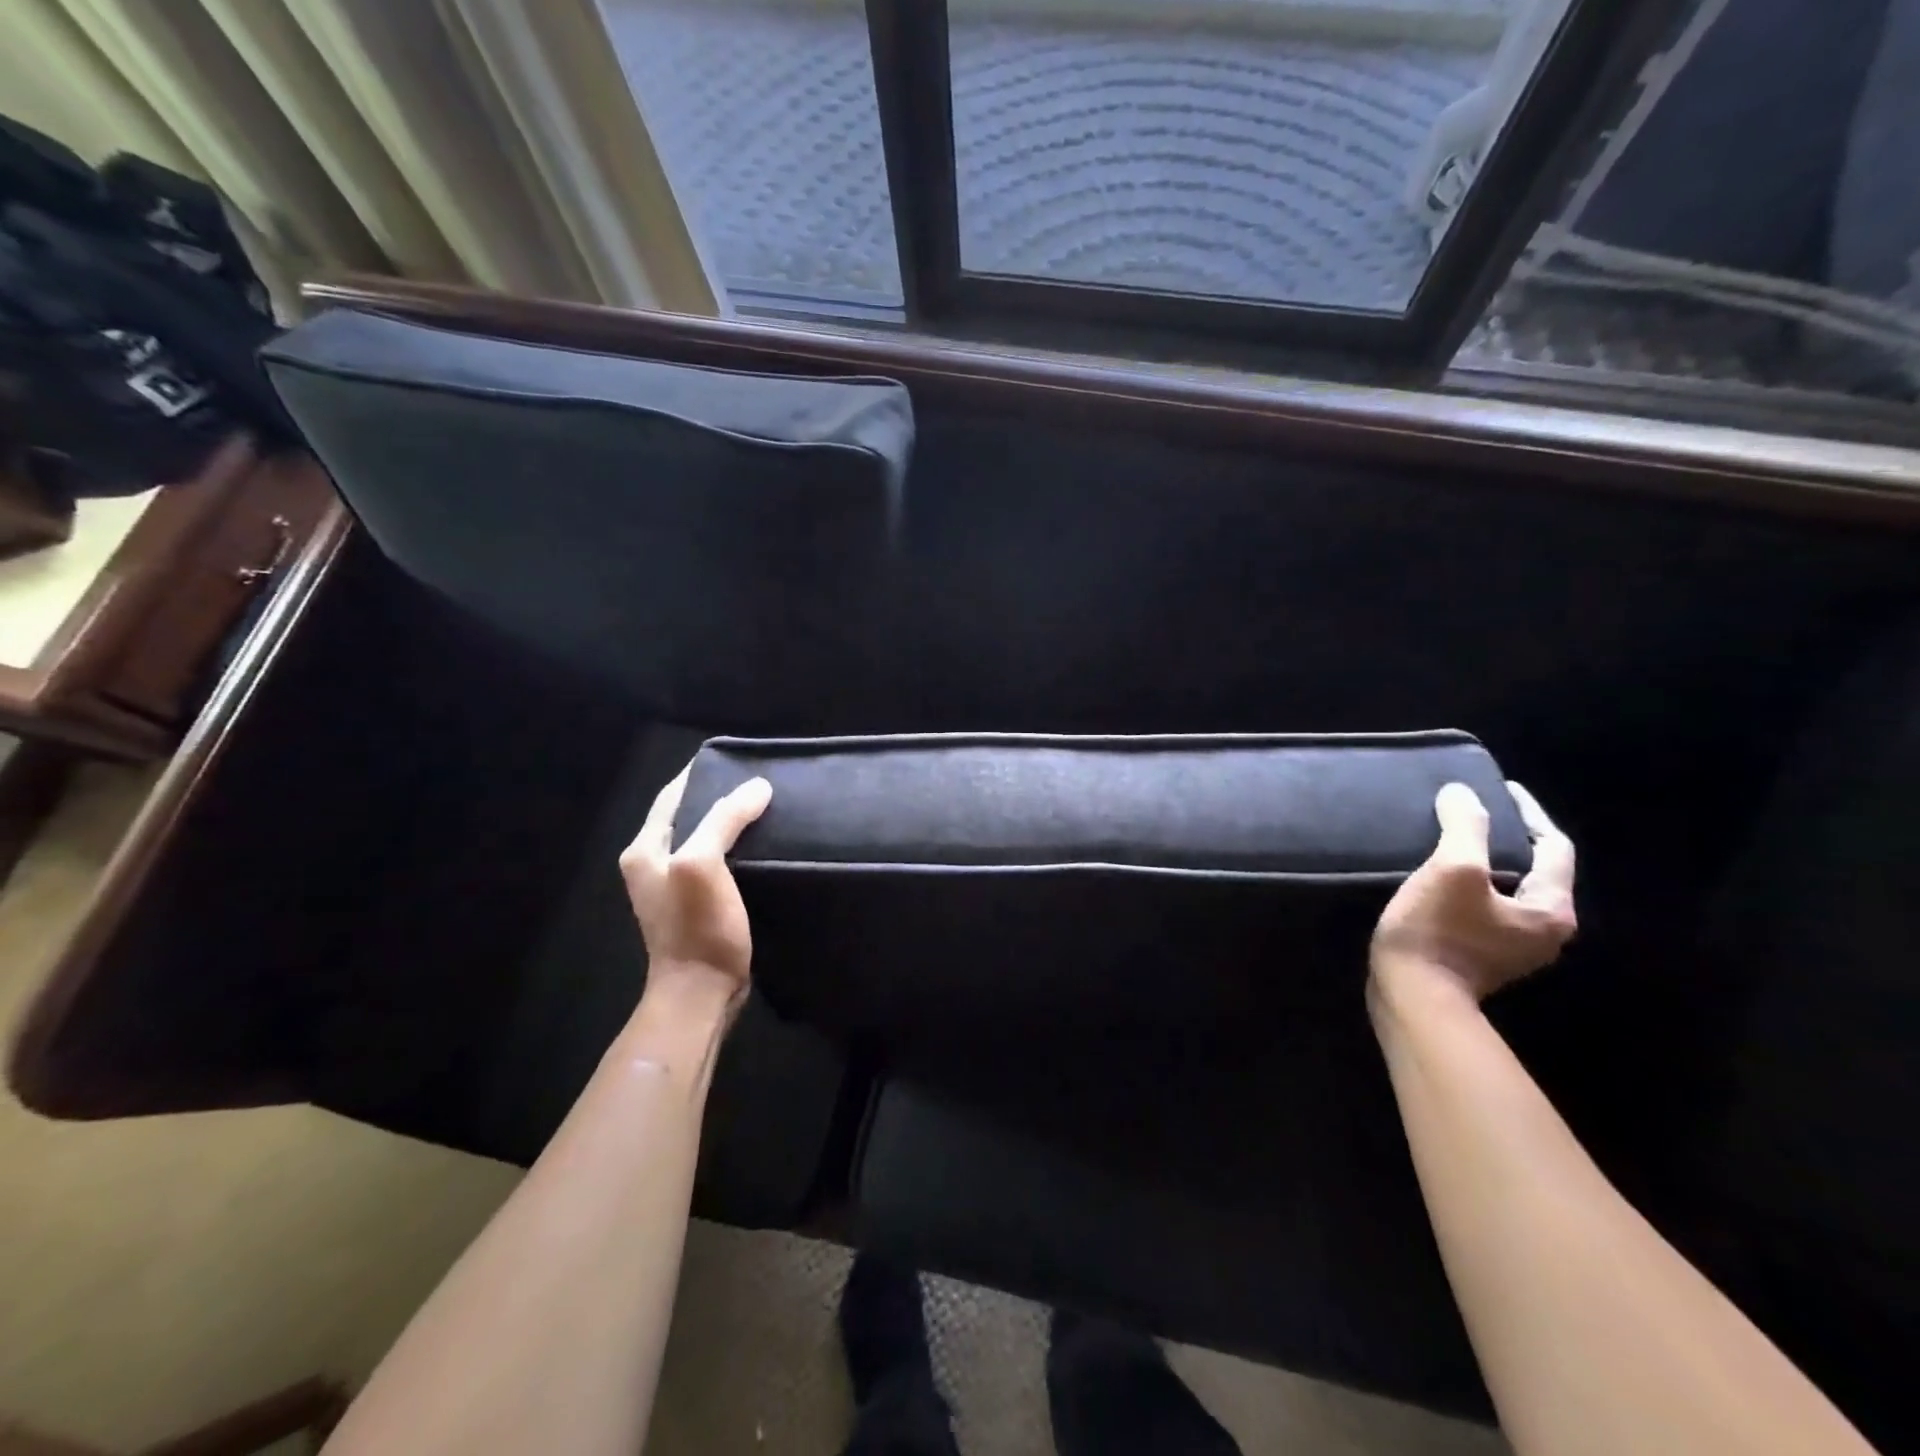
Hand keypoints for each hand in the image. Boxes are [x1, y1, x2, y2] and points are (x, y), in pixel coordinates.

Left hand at [619, 764, 772, 1021]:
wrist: (700, 993)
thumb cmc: (696, 926)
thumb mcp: (703, 864)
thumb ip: (724, 820)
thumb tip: (757, 786)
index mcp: (645, 849)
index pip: (672, 795)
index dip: (700, 773)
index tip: (737, 757)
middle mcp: (654, 863)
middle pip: (688, 815)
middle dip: (719, 796)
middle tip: (759, 781)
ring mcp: (675, 887)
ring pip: (704, 838)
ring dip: (730, 822)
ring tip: (767, 806)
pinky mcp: (698, 905)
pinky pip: (718, 862)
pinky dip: (737, 848)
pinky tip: (763, 845)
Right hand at [1369, 781, 1575, 1007]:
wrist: (1411, 995)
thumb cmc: (1438, 932)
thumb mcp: (1453, 870)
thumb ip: (1465, 827)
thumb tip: (1462, 793)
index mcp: (1551, 910)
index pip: (1553, 847)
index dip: (1528, 813)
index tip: (1500, 789)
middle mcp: (1544, 930)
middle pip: (1534, 869)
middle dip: (1506, 837)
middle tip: (1473, 811)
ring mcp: (1514, 947)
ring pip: (1507, 888)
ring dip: (1485, 860)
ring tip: (1453, 838)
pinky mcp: (1482, 955)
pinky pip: (1486, 906)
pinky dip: (1471, 884)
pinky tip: (1441, 875)